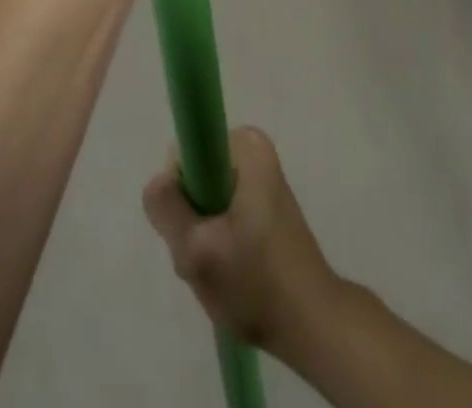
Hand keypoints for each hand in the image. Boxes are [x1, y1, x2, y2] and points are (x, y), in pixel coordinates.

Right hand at [143, 127, 340, 354]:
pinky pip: (220, 214)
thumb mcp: (197, 250)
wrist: (313, 327)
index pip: (184, 155)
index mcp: (246, 145)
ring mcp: (259, 179)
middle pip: (194, 179)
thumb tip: (158, 182)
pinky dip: (218, 243)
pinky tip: (231, 271)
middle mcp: (253, 151)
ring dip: (202, 236)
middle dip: (191, 220)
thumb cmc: (257, 283)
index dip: (179, 195)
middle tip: (207, 257)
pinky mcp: (262, 206)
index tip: (194, 231)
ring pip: (204, 200)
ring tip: (222, 269)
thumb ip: (166, 207)